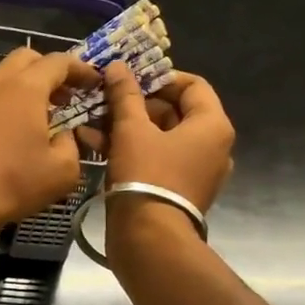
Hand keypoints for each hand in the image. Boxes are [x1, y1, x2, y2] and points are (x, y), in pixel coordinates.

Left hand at [0, 47, 98, 236]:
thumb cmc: (12, 181)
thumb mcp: (62, 170)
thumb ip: (72, 145)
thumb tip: (64, 137)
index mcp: (26, 87)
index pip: (59, 61)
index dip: (81, 69)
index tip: (95, 83)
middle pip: (26, 59)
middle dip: (50, 70)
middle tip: (67, 96)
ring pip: (5, 78)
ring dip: (28, 88)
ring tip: (45, 115)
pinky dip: (10, 104)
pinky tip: (19, 133)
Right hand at [96, 63, 234, 211]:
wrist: (149, 238)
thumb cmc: (145, 175)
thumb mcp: (131, 130)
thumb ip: (124, 95)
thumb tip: (117, 66)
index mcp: (212, 125)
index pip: (192, 85)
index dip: (158, 77)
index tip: (127, 80)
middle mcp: (213, 146)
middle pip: (175, 112)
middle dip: (135, 105)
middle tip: (104, 102)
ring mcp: (197, 171)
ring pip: (161, 138)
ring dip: (127, 128)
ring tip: (92, 124)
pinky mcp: (178, 190)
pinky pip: (157, 160)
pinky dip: (132, 150)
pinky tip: (97, 146)